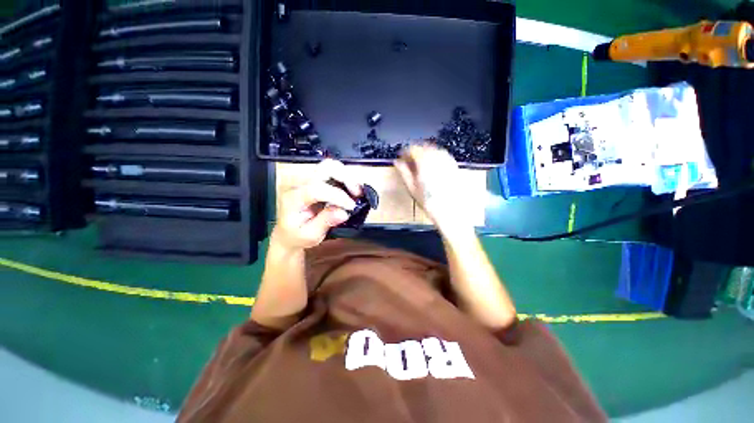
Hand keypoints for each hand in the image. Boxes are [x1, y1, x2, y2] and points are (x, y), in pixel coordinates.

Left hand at [272, 159, 362, 249]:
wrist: (288, 233)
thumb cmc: (297, 235)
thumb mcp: (310, 235)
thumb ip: (325, 223)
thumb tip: (343, 212)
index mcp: (293, 198)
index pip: (316, 189)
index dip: (337, 195)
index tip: (351, 206)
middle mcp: (299, 184)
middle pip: (325, 168)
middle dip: (345, 178)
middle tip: (356, 193)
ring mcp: (308, 180)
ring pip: (331, 166)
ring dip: (347, 177)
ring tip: (356, 192)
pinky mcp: (316, 180)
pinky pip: (333, 171)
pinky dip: (345, 178)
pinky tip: (351, 190)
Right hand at [394, 144, 467, 232]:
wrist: (450, 211)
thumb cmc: (430, 202)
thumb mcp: (411, 187)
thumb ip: (403, 172)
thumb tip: (397, 163)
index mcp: (424, 161)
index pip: (412, 149)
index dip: (404, 152)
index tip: (401, 158)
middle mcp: (436, 157)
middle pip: (422, 147)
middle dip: (414, 152)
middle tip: (408, 162)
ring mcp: (446, 160)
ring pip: (432, 149)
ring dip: (424, 154)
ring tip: (419, 166)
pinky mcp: (453, 165)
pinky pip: (441, 155)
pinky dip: (433, 158)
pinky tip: (431, 168)